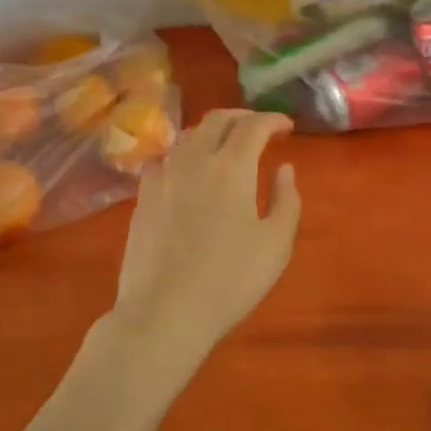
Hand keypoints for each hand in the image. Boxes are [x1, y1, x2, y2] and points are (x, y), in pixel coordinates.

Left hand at [111, 109, 301, 367]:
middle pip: (217, 119)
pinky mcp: (143, 196)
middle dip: (242, 117)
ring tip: (226, 146)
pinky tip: (189, 171)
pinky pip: (166, 158)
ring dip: (212, 131)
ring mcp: (163, 175)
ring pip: (188, 135)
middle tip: (259, 128)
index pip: (253, 125)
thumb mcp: (276, 244)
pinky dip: (185, 153)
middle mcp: (195, 159)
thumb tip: (284, 168)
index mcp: (232, 167)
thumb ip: (287, 199)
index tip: (287, 127)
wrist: (164, 312)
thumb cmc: (230, 280)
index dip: (273, 119)